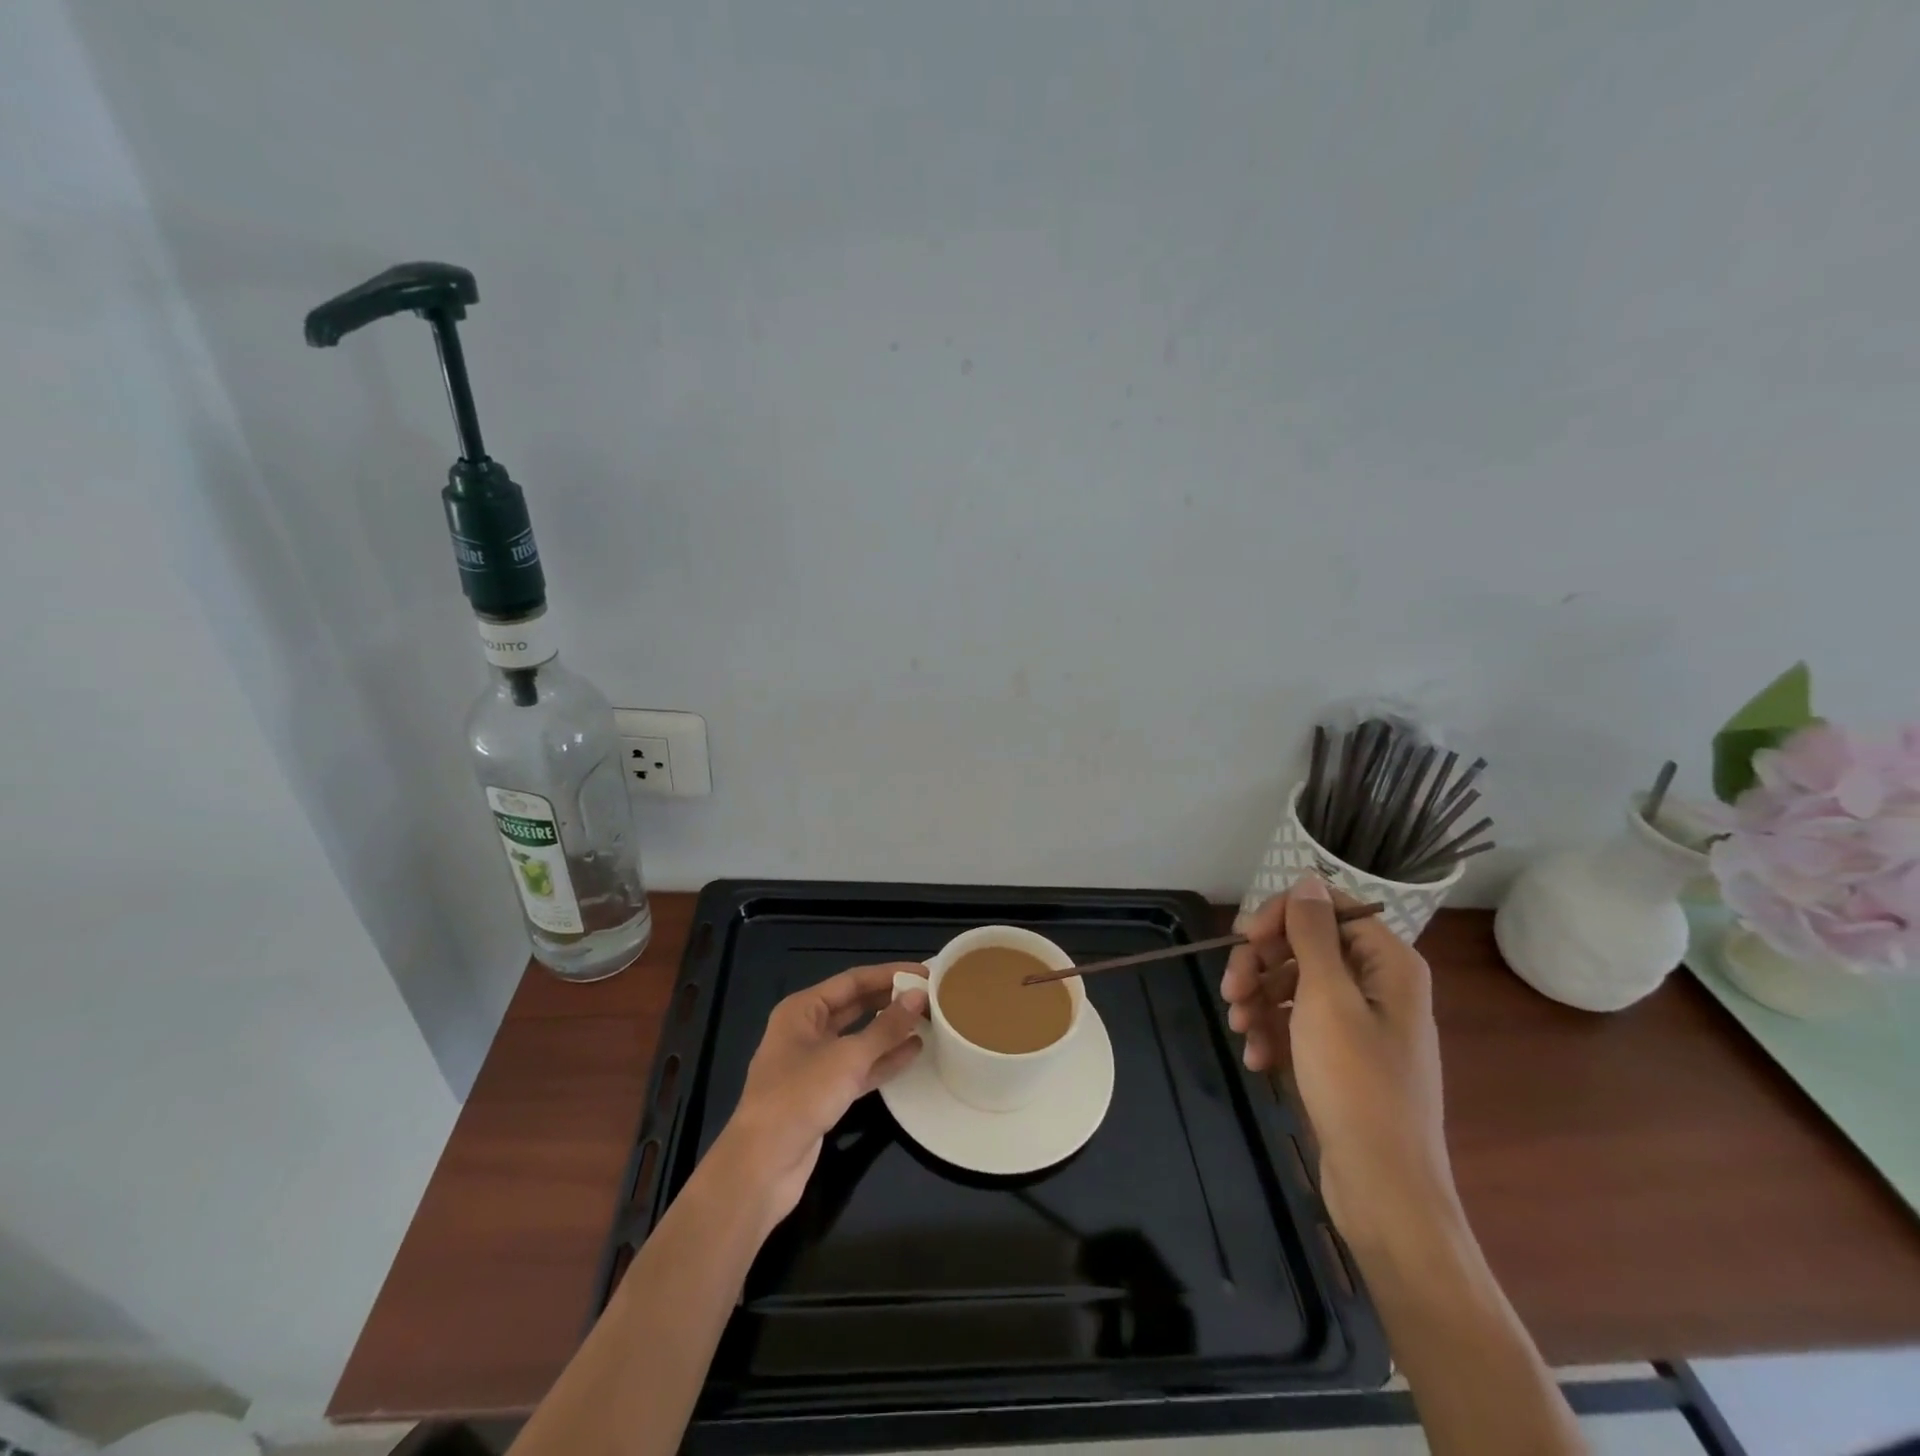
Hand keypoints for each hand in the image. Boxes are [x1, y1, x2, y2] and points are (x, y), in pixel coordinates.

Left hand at [707, 965, 927, 1231]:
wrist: (762, 1166)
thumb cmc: (799, 1096)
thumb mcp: (847, 1057)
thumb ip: (886, 1027)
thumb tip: (919, 996)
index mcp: (802, 1010)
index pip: (853, 981)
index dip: (890, 974)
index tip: (925, 972)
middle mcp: (807, 1030)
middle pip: (855, 1006)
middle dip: (891, 1000)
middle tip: (931, 996)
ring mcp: (814, 1064)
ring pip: (859, 1038)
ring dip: (891, 1030)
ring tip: (929, 1020)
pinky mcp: (823, 1094)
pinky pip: (859, 1067)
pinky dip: (883, 1059)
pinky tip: (914, 1052)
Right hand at [1221, 875, 1458, 1252]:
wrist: (1384, 1189)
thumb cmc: (1357, 1085)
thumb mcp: (1327, 999)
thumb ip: (1314, 934)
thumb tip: (1308, 879)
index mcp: (1388, 964)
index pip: (1326, 908)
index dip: (1281, 917)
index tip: (1244, 939)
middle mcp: (1378, 985)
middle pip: (1305, 947)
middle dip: (1261, 966)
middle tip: (1229, 991)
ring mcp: (1360, 1023)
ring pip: (1295, 986)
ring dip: (1259, 1002)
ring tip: (1240, 1030)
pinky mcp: (1342, 1056)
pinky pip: (1299, 1024)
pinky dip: (1273, 1035)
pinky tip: (1256, 1059)